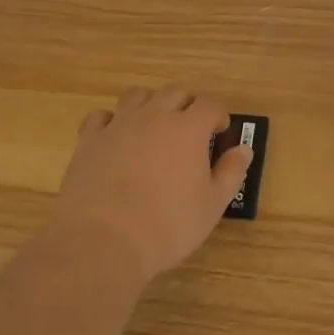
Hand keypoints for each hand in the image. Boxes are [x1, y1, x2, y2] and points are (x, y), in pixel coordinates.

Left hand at [51, 85, 250, 284]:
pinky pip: (101, 116)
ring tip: (154, 127)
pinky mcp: (90, 140)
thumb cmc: (167, 226)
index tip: (219, 133)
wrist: (102, 242)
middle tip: (190, 130)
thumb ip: (231, 172)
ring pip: (138, 95)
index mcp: (188, 128)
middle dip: (188, 104)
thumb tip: (244, 149)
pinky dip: (112, 121)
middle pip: (175, 91)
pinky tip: (116, 138)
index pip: (210, 105)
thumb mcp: (212, 206)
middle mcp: (155, 116)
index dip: (218, 116)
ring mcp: (119, 125)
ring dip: (151, 104)